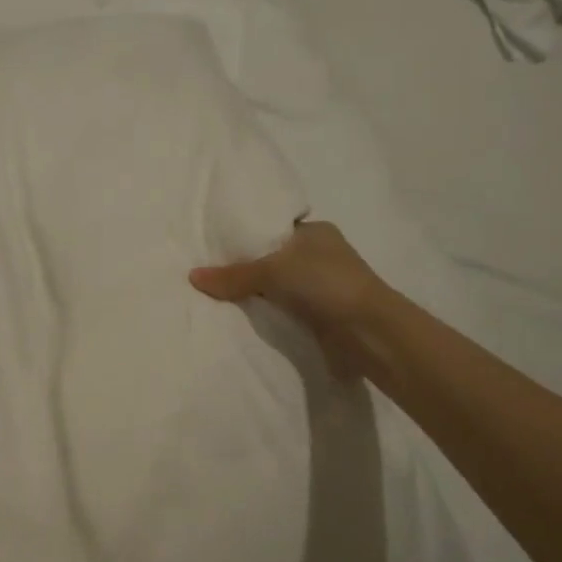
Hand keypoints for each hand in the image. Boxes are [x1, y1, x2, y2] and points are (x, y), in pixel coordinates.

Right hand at [189, 221, 391, 376]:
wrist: (368, 332)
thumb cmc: (325, 283)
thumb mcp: (272, 271)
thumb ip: (233, 275)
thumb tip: (193, 276)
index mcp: (315, 232)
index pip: (273, 229)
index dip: (245, 237)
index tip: (214, 246)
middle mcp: (320, 255)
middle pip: (272, 259)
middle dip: (246, 268)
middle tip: (209, 273)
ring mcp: (322, 286)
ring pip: (278, 287)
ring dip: (257, 294)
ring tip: (216, 296)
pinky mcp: (321, 315)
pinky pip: (284, 310)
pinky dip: (268, 314)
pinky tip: (242, 317)